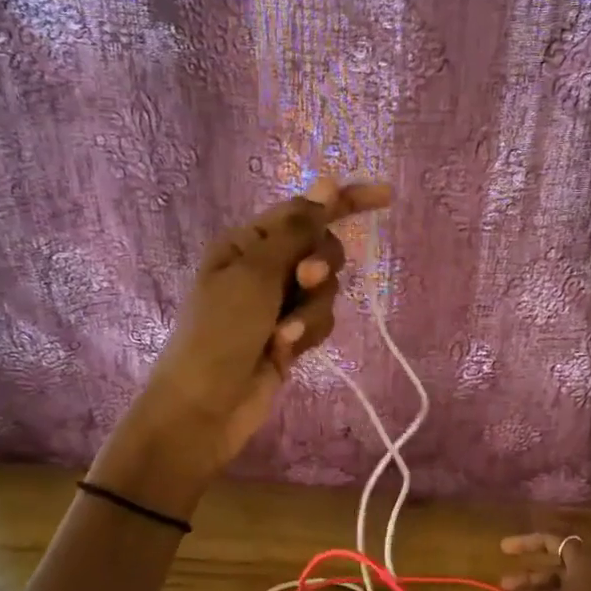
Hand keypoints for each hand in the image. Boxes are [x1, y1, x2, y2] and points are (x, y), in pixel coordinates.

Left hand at [91, 175, 390, 517]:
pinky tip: (284, 351)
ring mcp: (278, 303)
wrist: (203, 408)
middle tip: (305, 281)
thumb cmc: (219, 333)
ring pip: (326, 291)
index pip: (305, 210)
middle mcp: (264, 267)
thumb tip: (327, 182)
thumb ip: (297, 230)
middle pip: (322, 249)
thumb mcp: (256, 274)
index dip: (346, 201)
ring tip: (283, 335)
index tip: (387, 196)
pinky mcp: (290, 335)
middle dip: (321, 267)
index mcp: (247, 242)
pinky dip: (307, 334)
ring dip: (310, 311)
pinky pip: (320, 320)